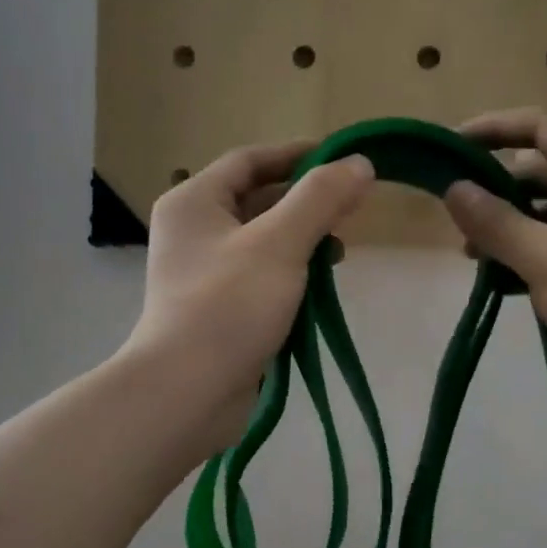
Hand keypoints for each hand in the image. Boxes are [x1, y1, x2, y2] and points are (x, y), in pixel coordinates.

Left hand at [128, 141, 373, 454]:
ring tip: (340, 252)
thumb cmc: (228, 306)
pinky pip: (260, 277)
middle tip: (350, 210)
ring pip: (262, 241)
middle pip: (257, 200)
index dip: (297, 155)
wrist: (187, 392)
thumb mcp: (280, 244)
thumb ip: (320, 199)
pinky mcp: (217, 309)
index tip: (343, 158)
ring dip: (302, 240)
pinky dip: (290, 274)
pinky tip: (318, 288)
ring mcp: (203, 273)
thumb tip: (359, 163)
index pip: (250, 160)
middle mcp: (193, 231)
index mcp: (195, 202)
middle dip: (306, 202)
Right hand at [443, 109, 546, 445]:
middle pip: (546, 171)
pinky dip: (531, 254)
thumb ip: (497, 222)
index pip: (545, 128)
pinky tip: (503, 281)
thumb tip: (454, 188)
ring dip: (511, 227)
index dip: (496, 128)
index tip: (451, 145)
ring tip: (474, 257)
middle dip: (498, 189)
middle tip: (456, 219)